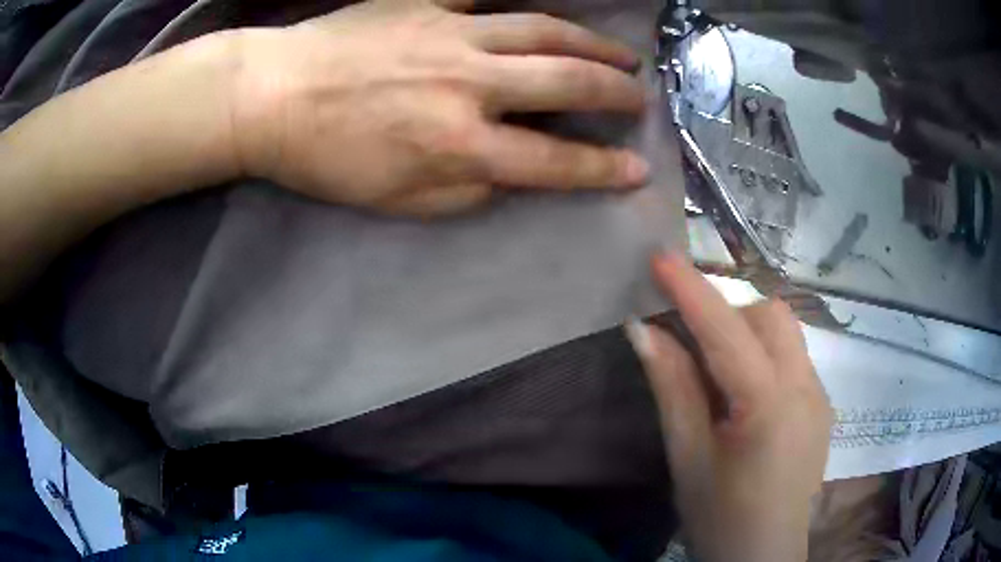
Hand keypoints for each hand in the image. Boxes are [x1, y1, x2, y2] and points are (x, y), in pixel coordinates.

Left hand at [231, 0, 649, 216]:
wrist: (272, 97)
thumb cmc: (328, 158)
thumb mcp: (399, 201)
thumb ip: (465, 191)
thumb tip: (508, 171)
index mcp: (460, 143)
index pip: (555, 161)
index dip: (603, 168)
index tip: (637, 169)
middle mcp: (469, 83)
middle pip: (566, 81)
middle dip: (615, 92)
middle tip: (640, 97)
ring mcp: (450, 33)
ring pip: (543, 29)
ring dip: (591, 43)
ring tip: (620, 53)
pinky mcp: (426, 2)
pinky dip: (524, 0)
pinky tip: (548, 7)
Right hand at [625, 253, 831, 561]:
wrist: (763, 557)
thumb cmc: (720, 517)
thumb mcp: (687, 458)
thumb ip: (672, 388)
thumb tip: (643, 330)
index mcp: (770, 406)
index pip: (729, 332)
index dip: (692, 291)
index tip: (660, 257)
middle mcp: (807, 388)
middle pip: (770, 317)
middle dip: (728, 315)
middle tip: (691, 346)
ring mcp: (821, 396)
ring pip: (786, 333)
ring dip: (748, 335)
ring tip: (719, 376)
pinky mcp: (823, 408)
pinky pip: (794, 360)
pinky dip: (764, 358)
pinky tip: (746, 400)